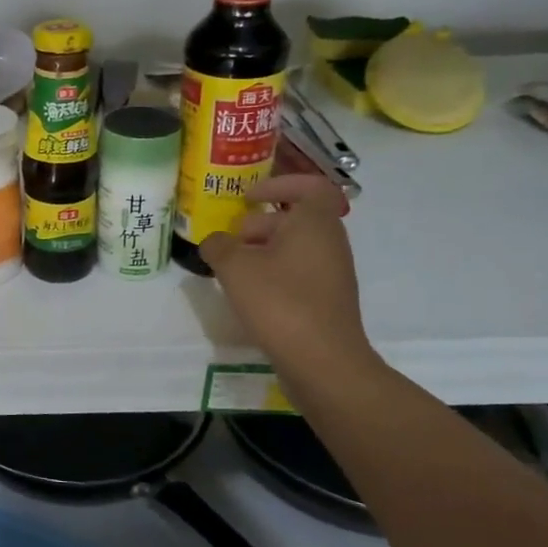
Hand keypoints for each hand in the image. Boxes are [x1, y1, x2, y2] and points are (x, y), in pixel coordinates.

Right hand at [199, 175, 374, 376]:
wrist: (323, 362)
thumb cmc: (280, 302)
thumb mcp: (234, 268)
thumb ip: (218, 246)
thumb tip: (215, 242)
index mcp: (314, 223)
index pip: (308, 186)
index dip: (278, 184)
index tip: (248, 196)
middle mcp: (330, 242)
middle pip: (295, 218)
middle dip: (259, 224)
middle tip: (231, 241)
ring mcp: (332, 273)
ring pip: (295, 247)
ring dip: (263, 252)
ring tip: (233, 271)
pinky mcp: (328, 300)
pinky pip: (299, 273)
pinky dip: (274, 274)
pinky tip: (250, 296)